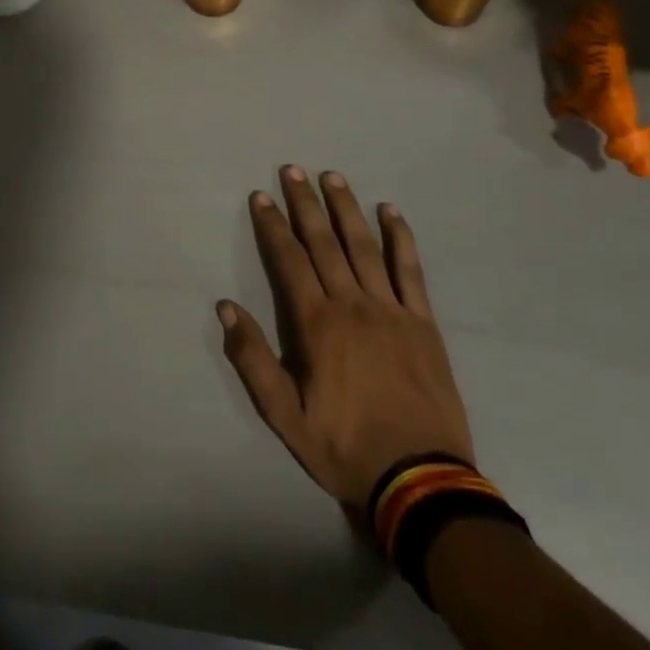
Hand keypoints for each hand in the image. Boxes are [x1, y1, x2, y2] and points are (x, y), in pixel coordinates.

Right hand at [219, 166, 475, 510]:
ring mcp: (391, 309)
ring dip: (345, 208)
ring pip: (364, 246)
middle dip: (304, 203)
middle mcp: (352, 304)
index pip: (289, 260)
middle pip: (324, 242)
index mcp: (317, 324)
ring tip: (332, 177)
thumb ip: (253, 360)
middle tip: (292, 169)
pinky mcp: (423, 322)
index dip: (273, 225)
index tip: (261, 195)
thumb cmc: (345, 447)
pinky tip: (390, 211)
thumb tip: (226, 307)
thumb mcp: (286, 417)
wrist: (421, 481)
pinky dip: (400, 237)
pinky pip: (409, 270)